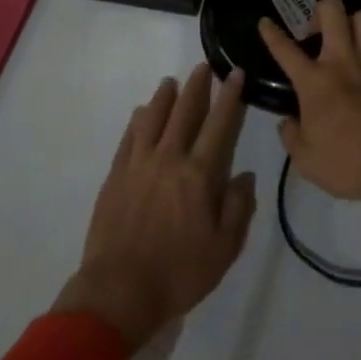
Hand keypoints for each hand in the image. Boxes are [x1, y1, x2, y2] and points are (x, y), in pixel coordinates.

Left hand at [54, 64, 257, 350]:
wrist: (119, 293)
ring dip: (164, 97)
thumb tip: (245, 175)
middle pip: (184, 111)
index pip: (219, 124)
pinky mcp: (116, 175)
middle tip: (203, 66)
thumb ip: (238, 209)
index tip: (236, 73)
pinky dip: (137, 121)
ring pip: (153, 117)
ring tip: (171, 82)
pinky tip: (140, 114)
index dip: (230, 96)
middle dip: (197, 86)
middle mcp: (169, 158)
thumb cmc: (178, 274)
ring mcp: (139, 164)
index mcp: (199, 174)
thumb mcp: (223, 250)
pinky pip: (128, 137)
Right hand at [259, 0, 360, 206]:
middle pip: (332, 10)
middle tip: (318, 28)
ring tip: (350, 39)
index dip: (272, 33)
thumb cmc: (349, 165)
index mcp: (315, 81)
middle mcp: (343, 60)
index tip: (265, 22)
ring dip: (354, 23)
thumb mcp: (307, 161)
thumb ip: (291, 137)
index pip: (286, 49)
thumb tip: (288, 122)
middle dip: (321, 10)